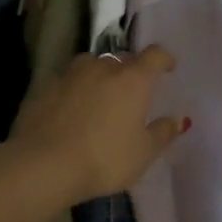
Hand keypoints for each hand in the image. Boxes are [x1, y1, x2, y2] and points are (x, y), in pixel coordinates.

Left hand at [10, 47, 185, 205]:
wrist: (43, 165)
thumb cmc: (104, 159)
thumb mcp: (143, 154)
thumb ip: (163, 133)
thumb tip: (178, 120)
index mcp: (133, 80)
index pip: (154, 55)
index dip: (164, 59)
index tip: (168, 67)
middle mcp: (102, 68)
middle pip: (122, 59)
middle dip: (130, 71)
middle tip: (132, 92)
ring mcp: (70, 74)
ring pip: (91, 65)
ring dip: (99, 75)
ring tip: (99, 97)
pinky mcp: (44, 86)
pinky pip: (66, 81)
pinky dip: (73, 89)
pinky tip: (70, 109)